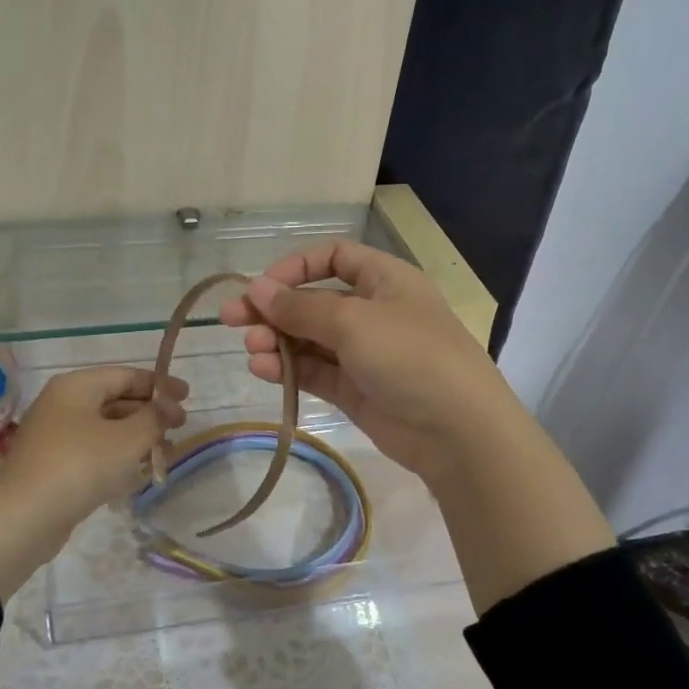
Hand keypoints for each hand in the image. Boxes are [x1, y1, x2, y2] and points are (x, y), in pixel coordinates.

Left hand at [0, 366, 187, 598]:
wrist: (24, 518)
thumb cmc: (80, 466)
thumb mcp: (127, 439)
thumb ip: (154, 417)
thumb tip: (169, 407)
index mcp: (77, 386)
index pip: (126, 375)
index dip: (160, 385)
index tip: (187, 398)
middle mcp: (63, 403)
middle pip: (116, 399)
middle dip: (150, 413)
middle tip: (180, 428)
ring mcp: (56, 435)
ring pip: (106, 427)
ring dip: (138, 437)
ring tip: (165, 454)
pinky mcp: (54, 464)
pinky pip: (94, 451)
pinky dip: (118, 456)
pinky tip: (138, 472)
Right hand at [217, 241, 519, 488]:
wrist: (457, 432)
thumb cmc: (410, 356)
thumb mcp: (353, 321)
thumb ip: (300, 307)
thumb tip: (256, 289)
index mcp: (384, 280)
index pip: (334, 257)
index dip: (296, 267)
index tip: (262, 287)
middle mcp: (373, 311)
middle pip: (314, 301)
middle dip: (274, 309)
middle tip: (231, 320)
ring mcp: (364, 353)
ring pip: (310, 339)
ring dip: (278, 340)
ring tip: (252, 350)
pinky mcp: (356, 390)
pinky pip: (315, 370)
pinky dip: (290, 368)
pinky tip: (264, 369)